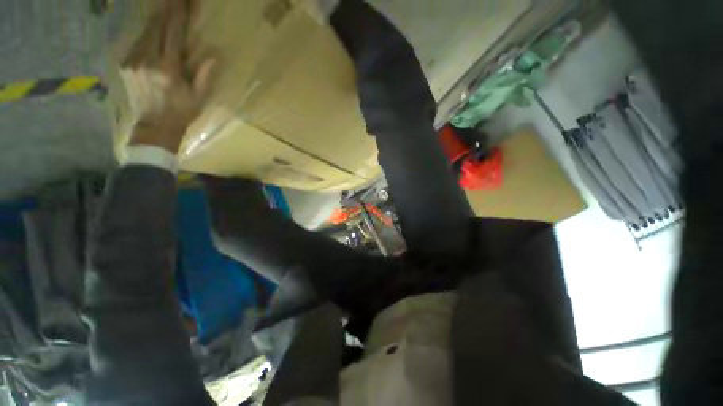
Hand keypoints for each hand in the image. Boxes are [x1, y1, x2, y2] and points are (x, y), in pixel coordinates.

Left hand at [125, 0, 214, 152]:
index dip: (180, 15)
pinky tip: (154, 27)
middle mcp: (148, 60)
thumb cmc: (181, 113)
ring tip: (165, 6)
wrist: (155, 126)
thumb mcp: (198, 98)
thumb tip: (212, 57)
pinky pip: (138, 41)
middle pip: (157, 27)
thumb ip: (203, 77)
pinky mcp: (126, 64)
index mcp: (168, 69)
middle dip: (167, 9)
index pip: (174, 34)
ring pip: (146, 31)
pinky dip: (147, 32)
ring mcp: (133, 61)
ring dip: (157, 17)